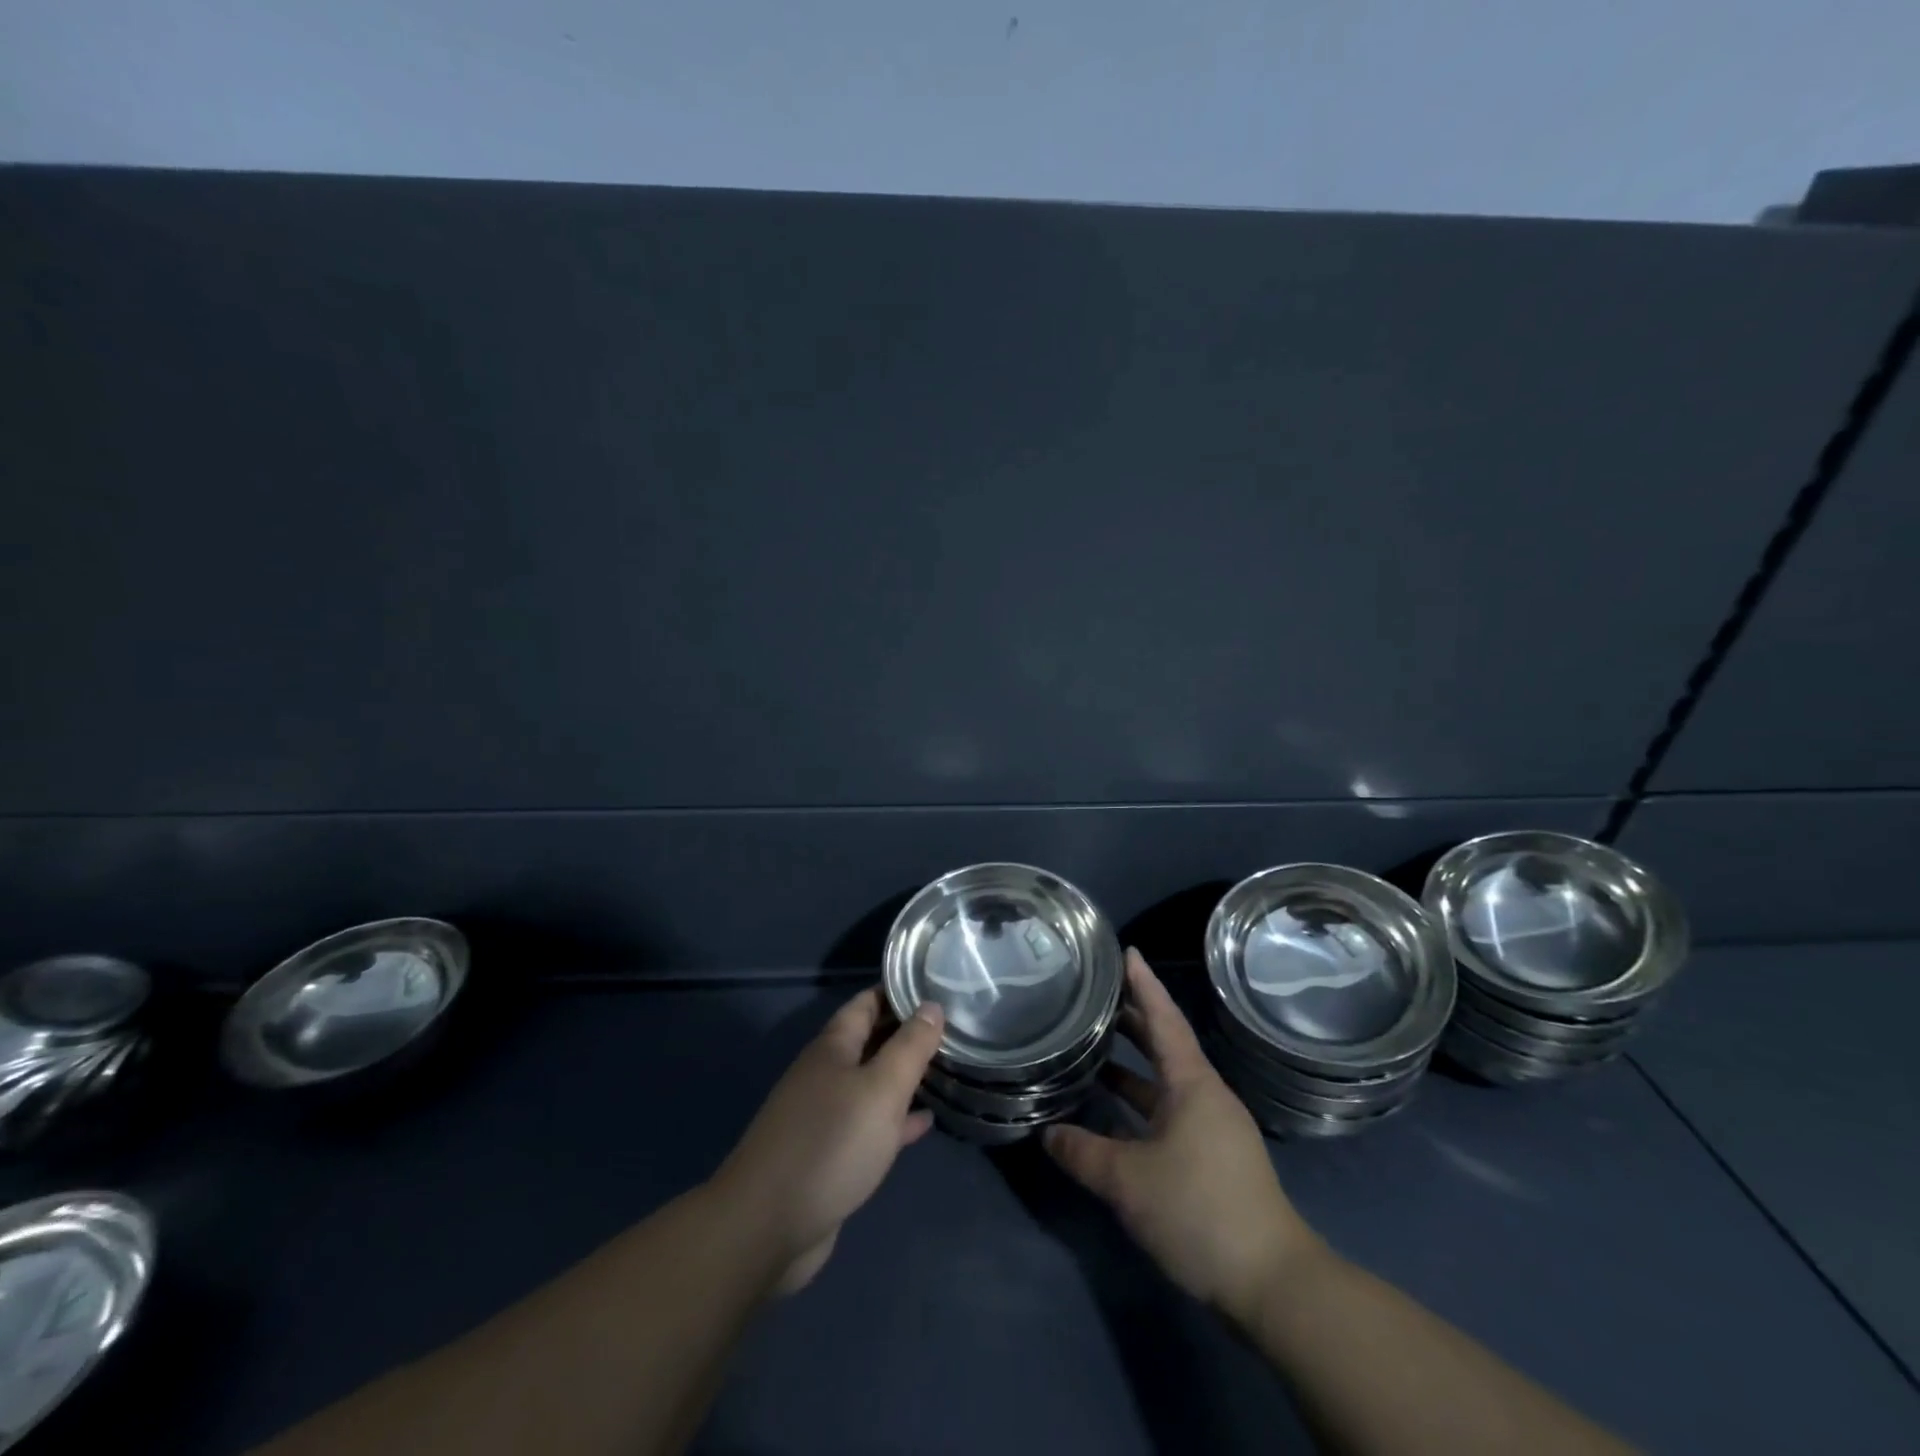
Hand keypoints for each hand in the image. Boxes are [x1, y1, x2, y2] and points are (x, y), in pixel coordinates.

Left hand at [711, 988, 944, 1293]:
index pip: (866, 1002)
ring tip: (947, 1067)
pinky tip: (926, 1122)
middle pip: (870, 1041)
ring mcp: (824, 1116)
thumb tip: (931, 1005)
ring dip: (904, 1076)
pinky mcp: (829, 1156)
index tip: (937, 983)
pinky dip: (896, 1119)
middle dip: (907, 1032)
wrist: (767, 1227)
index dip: (898, 990)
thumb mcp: (881, 1088)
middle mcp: (826, 1074)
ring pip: (872, 1083)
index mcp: (833, 1047)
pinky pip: (870, 1124)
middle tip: (953, 1025)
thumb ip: (909, 1047)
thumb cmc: (831, 1143)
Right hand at [1045, 950, 1322, 1327]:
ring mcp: (1210, 1127)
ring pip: (1164, 1081)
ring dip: (1132, 1064)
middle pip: (1165, 1044)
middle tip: (1096, 994)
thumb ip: (1083, 1152)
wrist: (1271, 1281)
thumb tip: (1047, 1132)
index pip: (1164, 1018)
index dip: (1144, 984)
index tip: (1126, 951)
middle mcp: (1204, 1095)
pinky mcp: (1210, 1156)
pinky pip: (1167, 1111)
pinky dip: (1139, 1102)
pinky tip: (1110, 1112)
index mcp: (1193, 1084)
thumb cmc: (1200, 1210)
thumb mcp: (1129, 1181)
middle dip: (1132, 1017)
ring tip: (1092, 1047)